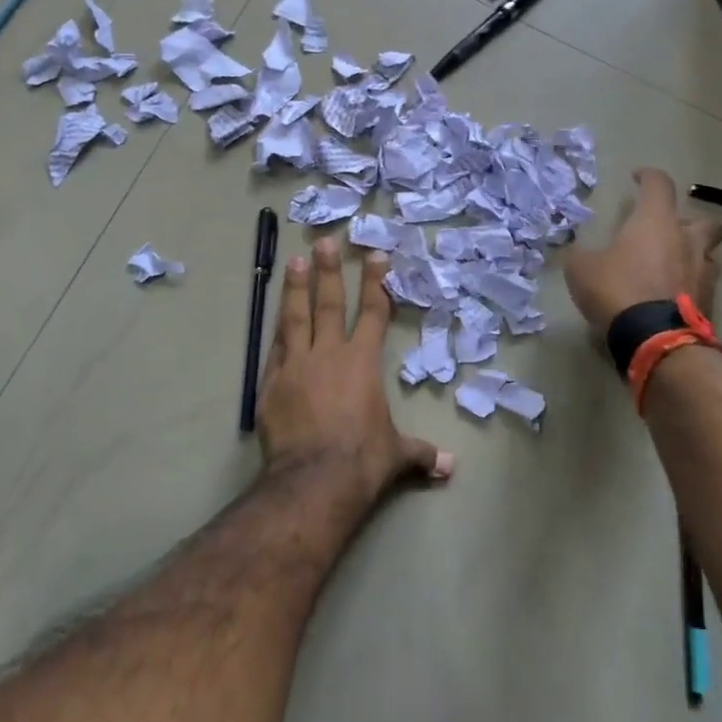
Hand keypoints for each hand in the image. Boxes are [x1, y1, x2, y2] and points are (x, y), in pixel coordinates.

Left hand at [258, 238, 453, 510]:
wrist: (313, 479)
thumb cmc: (362, 460)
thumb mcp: (395, 455)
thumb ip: (420, 453)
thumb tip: (449, 466)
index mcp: (361, 362)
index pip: (372, 313)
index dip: (375, 283)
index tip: (374, 255)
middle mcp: (328, 354)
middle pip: (329, 303)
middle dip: (329, 271)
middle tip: (324, 242)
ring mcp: (296, 365)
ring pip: (295, 317)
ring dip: (295, 288)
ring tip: (295, 261)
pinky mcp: (271, 382)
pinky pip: (275, 349)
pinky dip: (277, 331)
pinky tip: (275, 318)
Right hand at [563, 168, 721, 334]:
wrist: (654, 338)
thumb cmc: (616, 289)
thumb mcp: (581, 269)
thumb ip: (583, 255)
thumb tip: (581, 253)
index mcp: (656, 223)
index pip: (659, 185)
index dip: (648, 177)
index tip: (638, 177)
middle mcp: (687, 241)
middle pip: (706, 221)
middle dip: (690, 223)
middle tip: (668, 234)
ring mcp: (703, 273)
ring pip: (708, 255)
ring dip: (692, 257)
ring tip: (669, 269)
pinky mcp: (710, 303)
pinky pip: (702, 286)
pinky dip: (688, 287)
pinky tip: (669, 297)